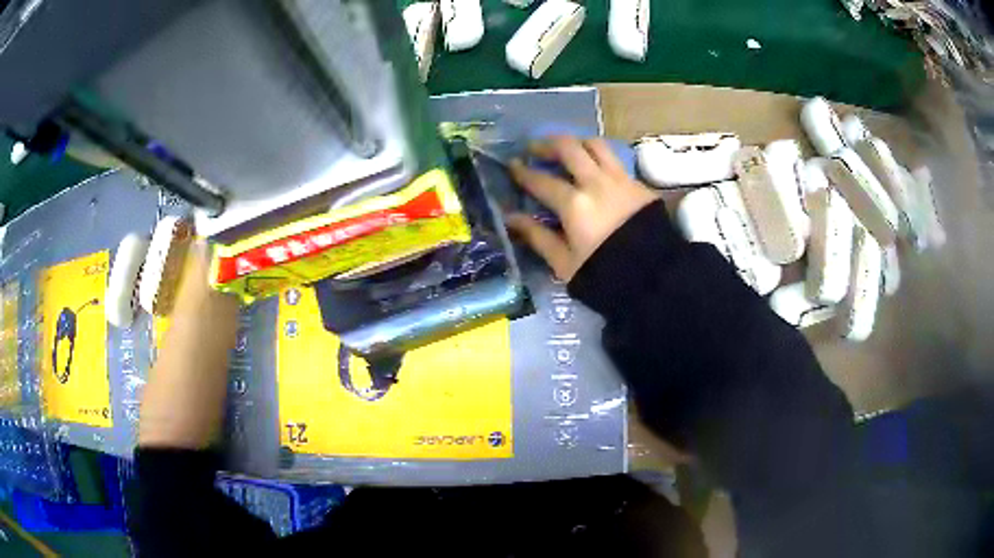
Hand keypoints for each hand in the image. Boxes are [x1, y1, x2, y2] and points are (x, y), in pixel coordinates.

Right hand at [506, 136, 658, 280]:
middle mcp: (595, 183)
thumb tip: (511, 218)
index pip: (541, 180)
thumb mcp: (565, 263)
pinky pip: (615, 160)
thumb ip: (537, 237)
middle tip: (535, 149)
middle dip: (547, 144)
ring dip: (576, 143)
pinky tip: (595, 169)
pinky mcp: (638, 184)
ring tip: (568, 151)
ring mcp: (620, 179)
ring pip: (595, 145)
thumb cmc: (605, 274)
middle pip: (568, 148)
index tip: (512, 165)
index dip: (523, 172)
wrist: (655, 277)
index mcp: (573, 204)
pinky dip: (599, 158)